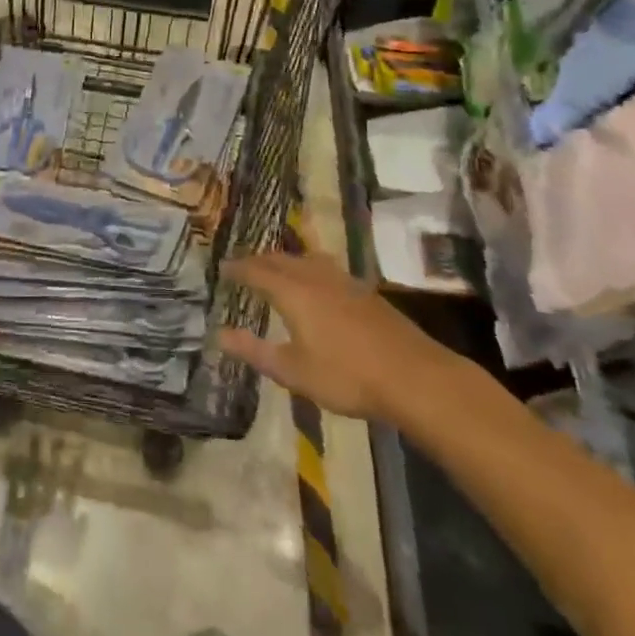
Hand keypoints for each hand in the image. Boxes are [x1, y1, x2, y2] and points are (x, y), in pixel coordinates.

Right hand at [218, 248, 462, 420]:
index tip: (222, 267)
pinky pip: (326, 267)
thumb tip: (220, 334)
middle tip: (244, 266)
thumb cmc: (347, 376)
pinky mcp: (365, 292)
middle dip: (260, 260)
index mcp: (293, 292)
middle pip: (282, 259)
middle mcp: (315, 277)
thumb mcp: (294, 371)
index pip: (257, 271)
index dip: (238, 268)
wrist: (413, 376)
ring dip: (287, 260)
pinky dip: (309, 268)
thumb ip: (256, 351)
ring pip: (307, 259)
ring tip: (278, 267)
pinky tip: (318, 283)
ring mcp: (344, 281)